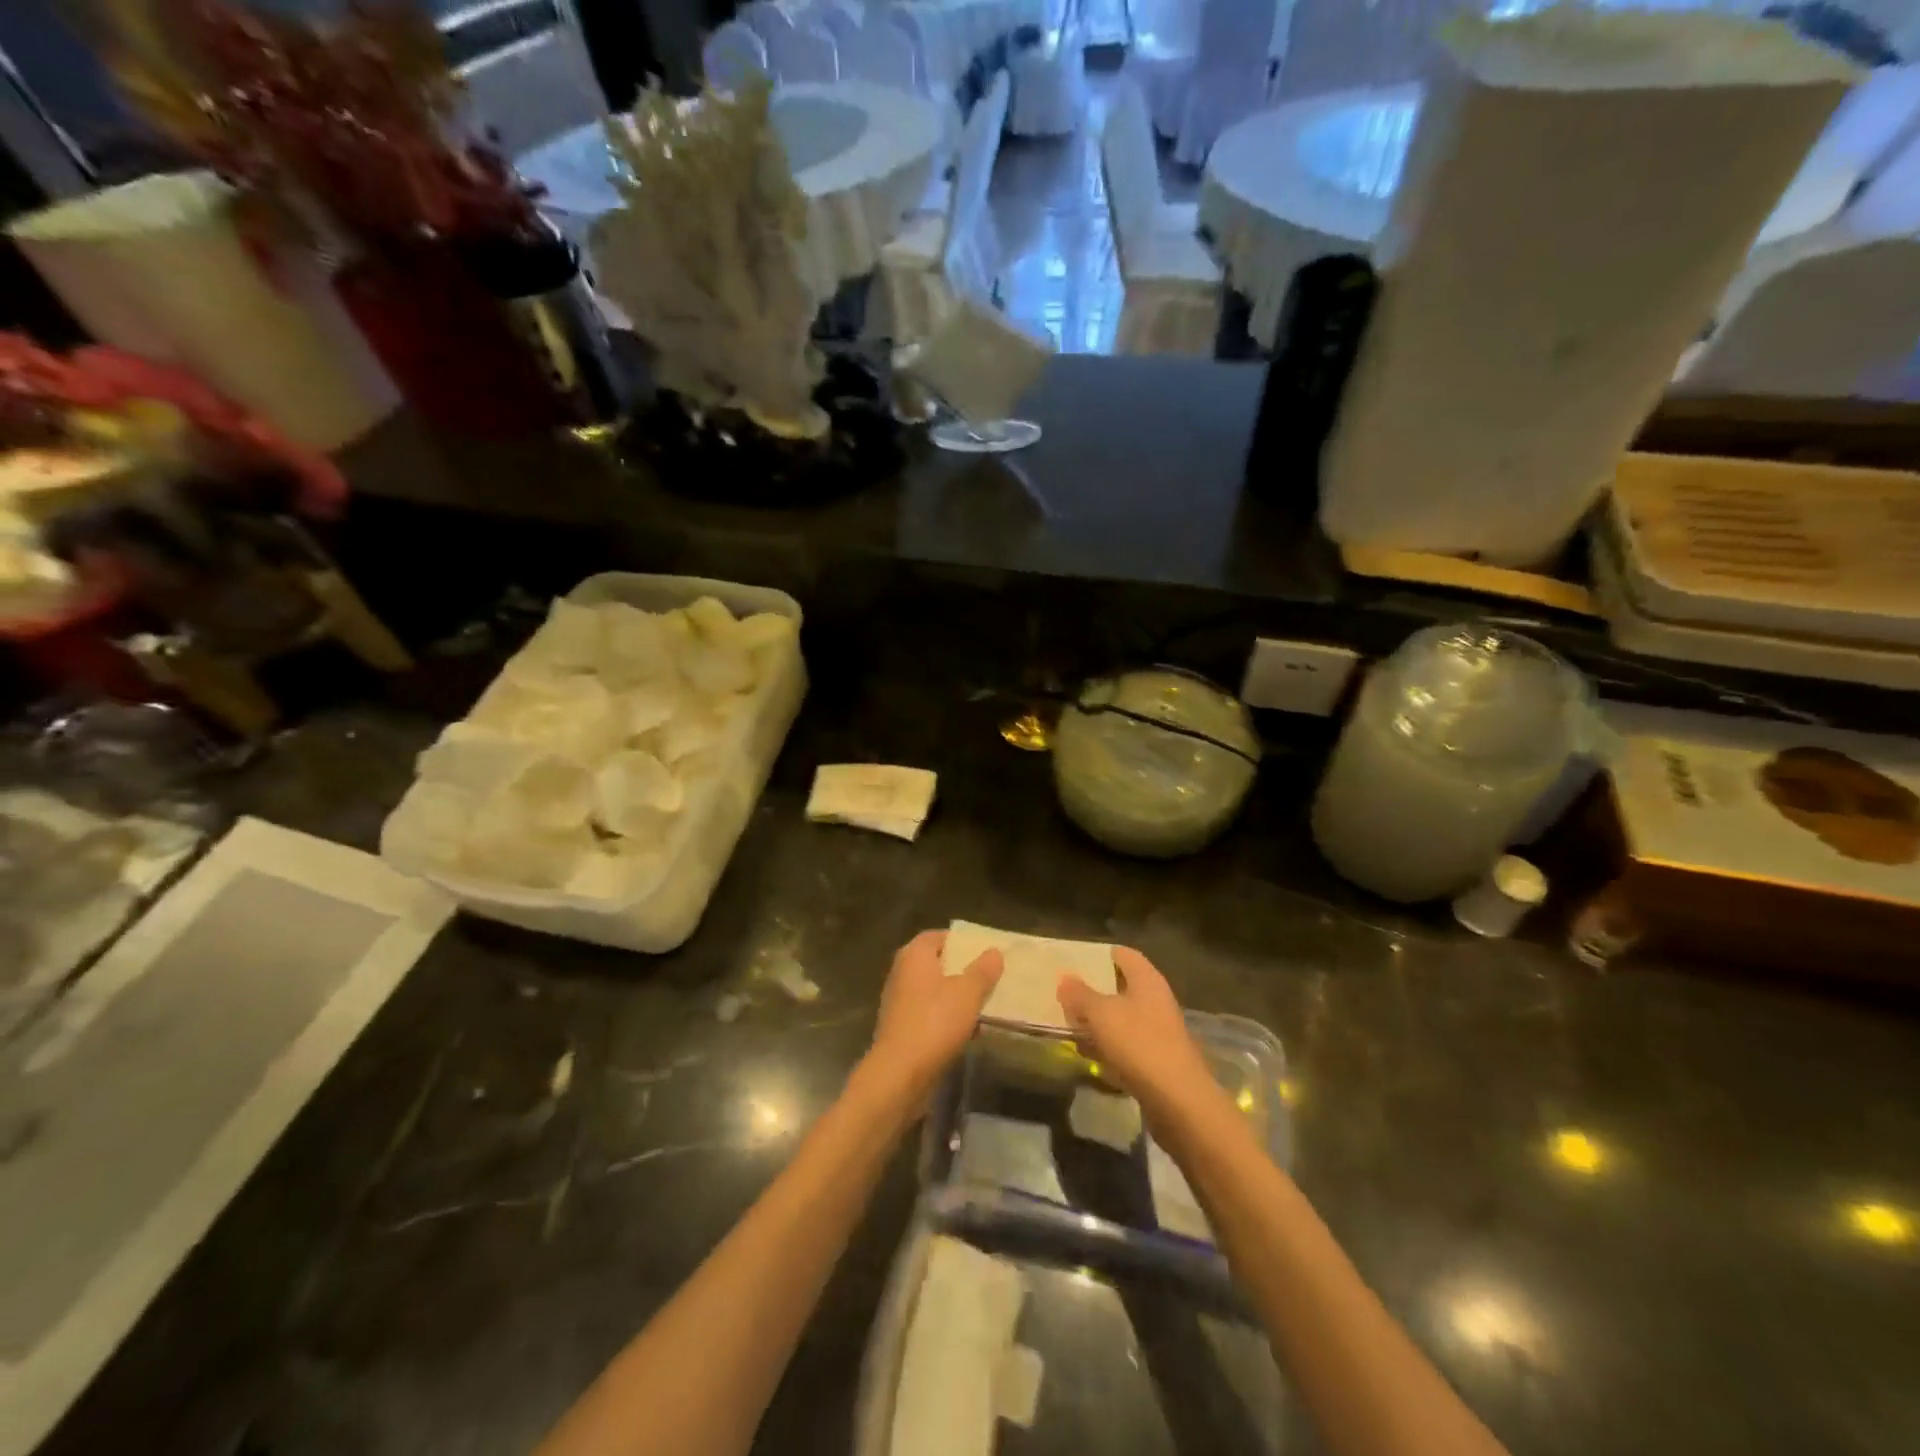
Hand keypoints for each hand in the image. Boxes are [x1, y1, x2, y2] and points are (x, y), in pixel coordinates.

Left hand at [870, 930, 1002, 1090]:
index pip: (937, 936)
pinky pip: (929, 1014)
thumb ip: (982, 971)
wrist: (900, 1073)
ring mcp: (899, 1002)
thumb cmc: (934, 1022)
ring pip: (934, 991)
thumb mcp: (967, 993)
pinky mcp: (901, 1028)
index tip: (984, 951)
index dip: (960, 941)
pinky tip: (969, 1031)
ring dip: (956, 997)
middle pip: (936, 963)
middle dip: (962, 970)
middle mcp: (902, 973)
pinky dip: (947, 1018)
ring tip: (985, 1003)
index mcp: (914, 955)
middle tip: (989, 976)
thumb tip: (994, 952)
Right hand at [1057, 948, 1215, 1117]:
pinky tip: (1089, 1055)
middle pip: (1122, 987)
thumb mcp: (1101, 1014)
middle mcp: (1156, 1000)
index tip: (1075, 961)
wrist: (1178, 1100)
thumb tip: (1065, 979)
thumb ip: (1080, 995)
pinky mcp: (1156, 1060)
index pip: (1124, 955)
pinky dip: (1108, 1047)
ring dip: (1099, 1021)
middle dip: (1094, 991)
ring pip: (1122, 1018)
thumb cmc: (1139, 1043)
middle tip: (1065, 994)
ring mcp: (1158, 1031)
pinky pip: (1126, 1044)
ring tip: (1070, 1024)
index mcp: (1147, 980)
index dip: (1101, 955)